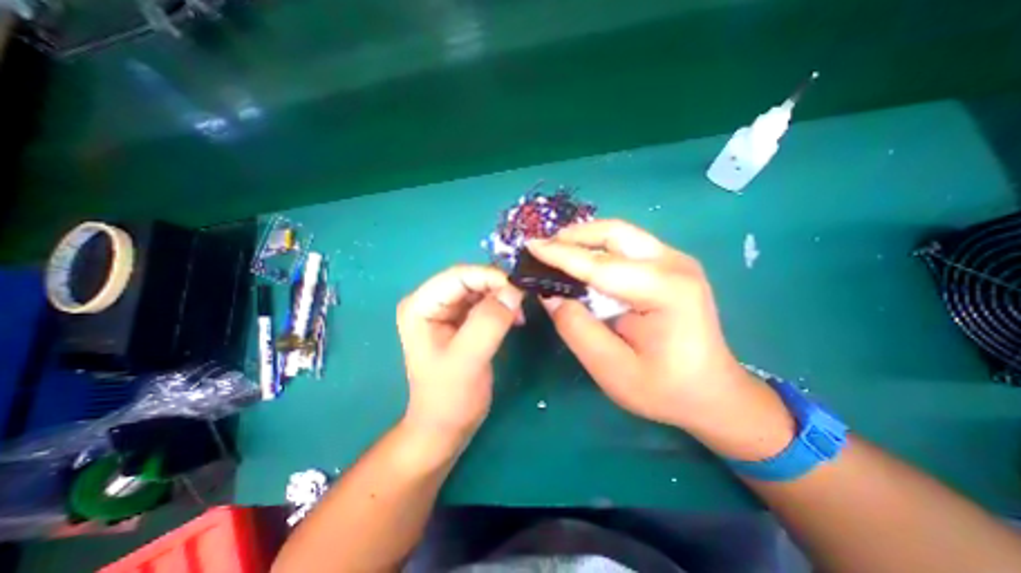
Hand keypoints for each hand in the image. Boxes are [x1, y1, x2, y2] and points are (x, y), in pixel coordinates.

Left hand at [393, 264, 521, 442]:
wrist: (445, 426)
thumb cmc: (449, 397)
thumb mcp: (468, 360)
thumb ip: (488, 323)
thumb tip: (514, 290)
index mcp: (421, 305)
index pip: (458, 275)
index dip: (490, 276)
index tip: (519, 287)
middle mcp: (431, 301)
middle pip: (470, 279)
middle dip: (498, 286)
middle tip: (523, 300)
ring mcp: (446, 310)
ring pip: (481, 289)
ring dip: (503, 296)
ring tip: (520, 312)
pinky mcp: (461, 320)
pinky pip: (485, 302)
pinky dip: (502, 306)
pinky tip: (515, 319)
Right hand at [526, 219, 786, 456]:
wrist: (712, 392)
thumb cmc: (664, 389)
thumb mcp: (612, 369)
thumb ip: (577, 329)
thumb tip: (551, 296)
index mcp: (666, 291)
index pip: (600, 265)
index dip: (561, 255)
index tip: (531, 246)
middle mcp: (674, 264)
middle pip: (615, 233)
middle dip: (574, 236)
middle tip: (543, 249)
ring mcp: (676, 260)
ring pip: (621, 233)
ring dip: (585, 239)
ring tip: (557, 252)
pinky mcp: (671, 265)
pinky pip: (627, 244)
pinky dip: (599, 248)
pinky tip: (583, 261)